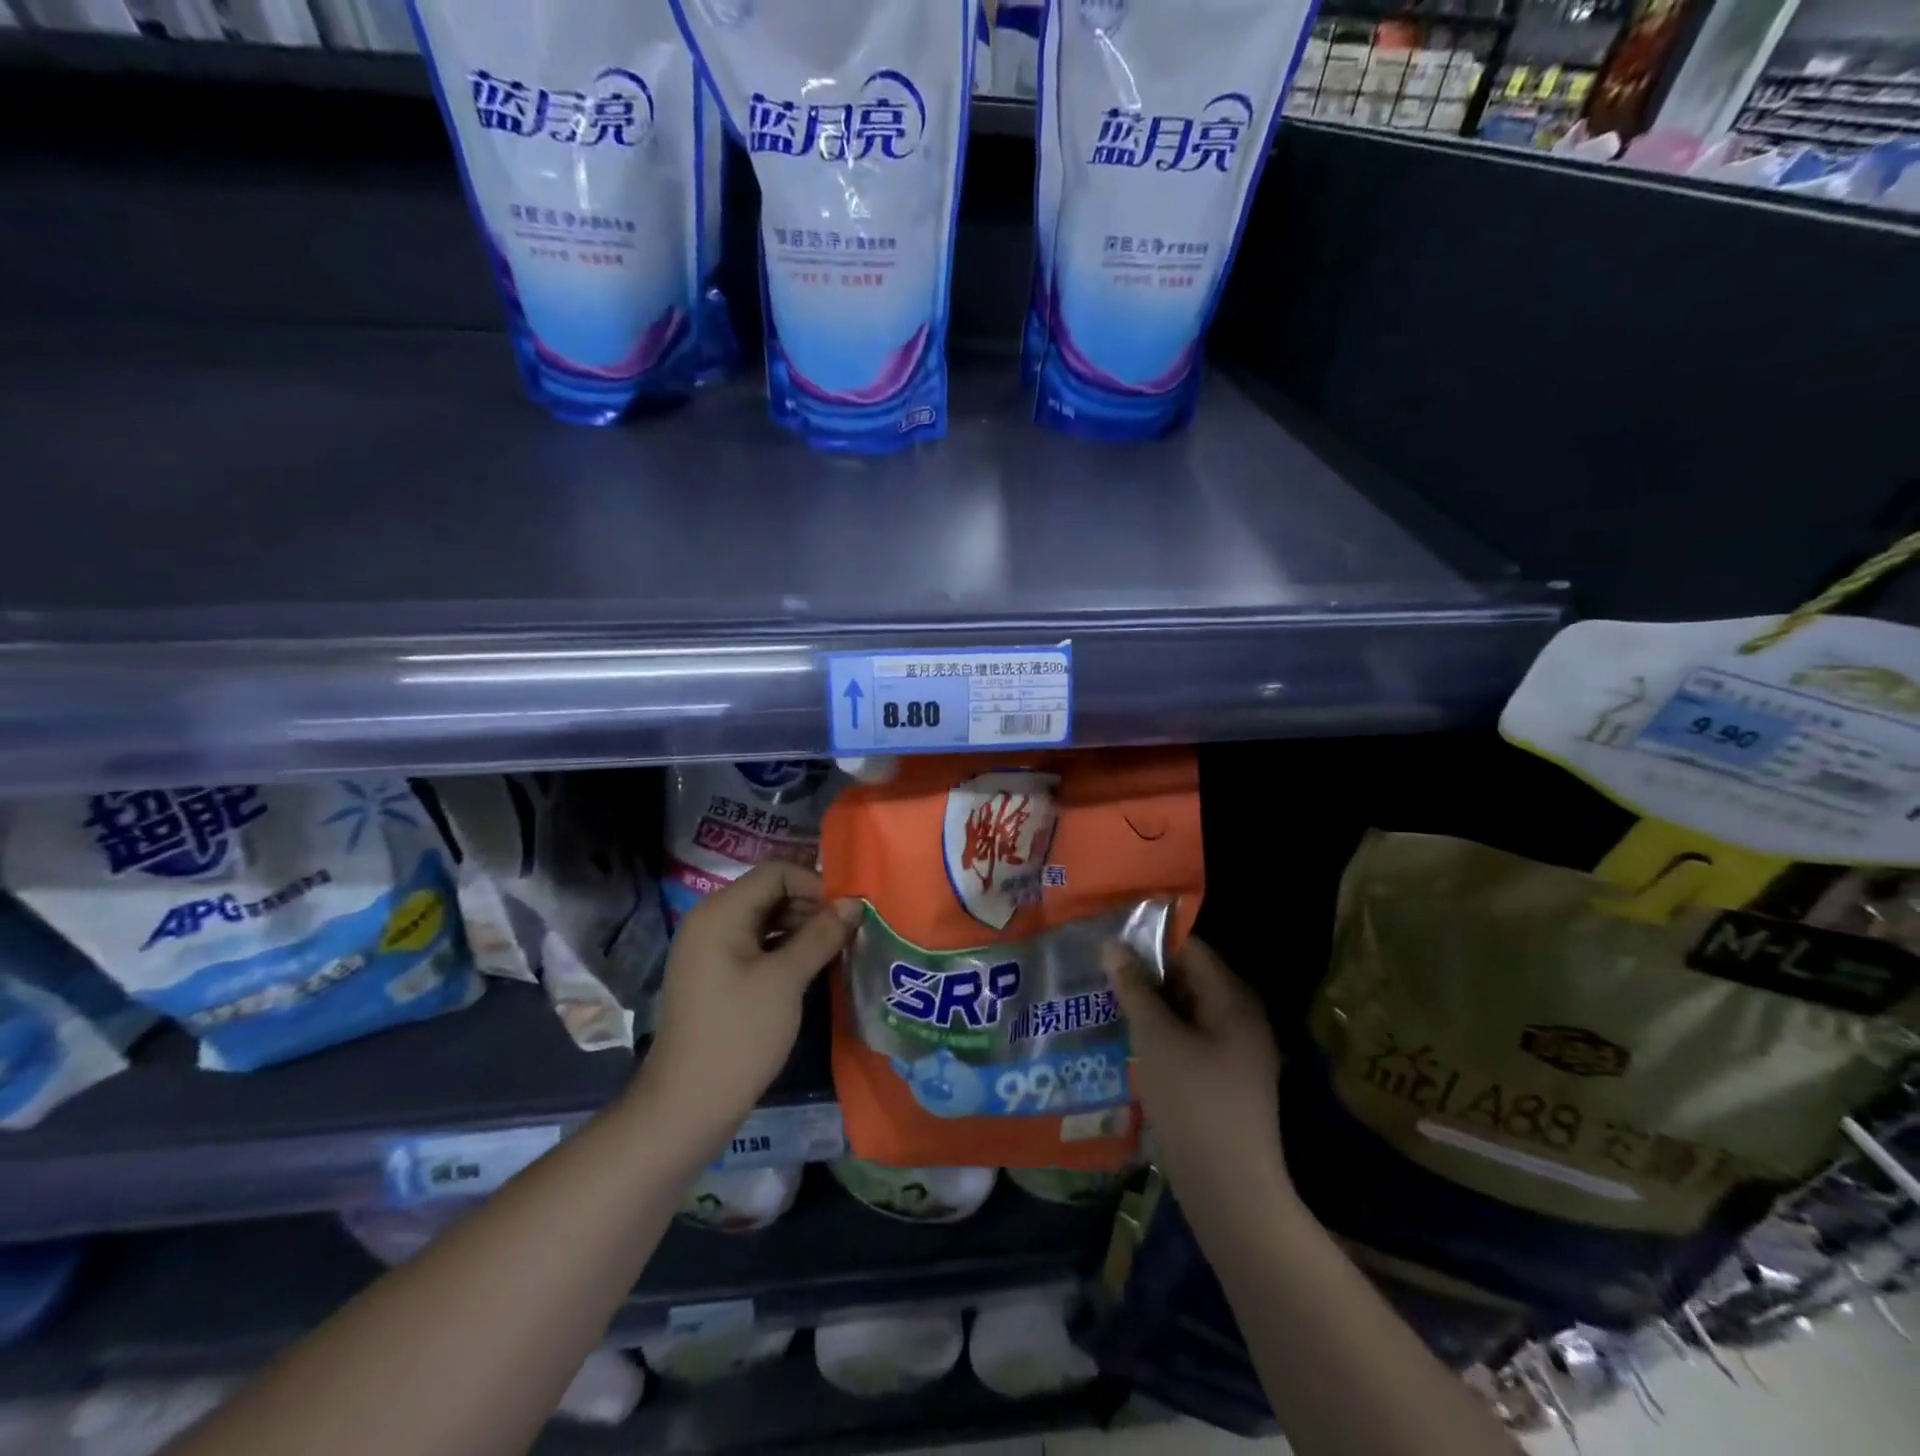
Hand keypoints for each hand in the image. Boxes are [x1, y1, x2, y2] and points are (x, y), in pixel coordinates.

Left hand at [638, 863, 861, 1136]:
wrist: (688, 1105)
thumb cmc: (739, 1034)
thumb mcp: (786, 980)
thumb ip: (822, 935)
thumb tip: (855, 903)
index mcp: (721, 912)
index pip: (776, 872)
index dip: (815, 885)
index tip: (847, 914)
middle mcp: (711, 920)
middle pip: (770, 893)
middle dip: (811, 907)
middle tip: (847, 935)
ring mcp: (711, 949)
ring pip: (766, 920)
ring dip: (802, 929)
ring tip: (836, 951)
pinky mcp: (717, 975)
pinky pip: (757, 945)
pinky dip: (785, 950)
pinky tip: (812, 968)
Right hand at [1103, 935, 1289, 1205]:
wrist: (1231, 1191)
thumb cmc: (1193, 1102)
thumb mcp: (1155, 1037)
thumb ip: (1134, 988)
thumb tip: (1112, 945)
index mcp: (1234, 999)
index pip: (1192, 949)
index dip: (1151, 940)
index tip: (1111, 940)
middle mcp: (1242, 1017)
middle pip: (1190, 978)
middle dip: (1147, 972)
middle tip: (1102, 970)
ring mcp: (1236, 1051)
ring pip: (1187, 1010)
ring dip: (1151, 1003)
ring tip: (1107, 998)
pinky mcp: (1225, 1078)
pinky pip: (1190, 1037)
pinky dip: (1162, 1031)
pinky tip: (1129, 1036)